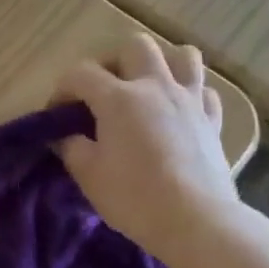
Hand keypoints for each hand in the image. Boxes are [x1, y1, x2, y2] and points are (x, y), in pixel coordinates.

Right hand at [54, 36, 240, 267]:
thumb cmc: (133, 197)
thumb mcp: (87, 174)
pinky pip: (203, 90)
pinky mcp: (213, 120)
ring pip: (182, 55)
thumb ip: (71, 146)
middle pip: (134, 46)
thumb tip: (65, 135)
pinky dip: (188, 93)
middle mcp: (155, 87)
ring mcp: (190, 100)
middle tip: (101, 91)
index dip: (62, 89)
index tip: (56, 115)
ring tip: (145, 88)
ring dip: (160, 64)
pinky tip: (176, 111)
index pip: (80, 73)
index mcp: (119, 98)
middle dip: (112, 62)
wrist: (195, 221)